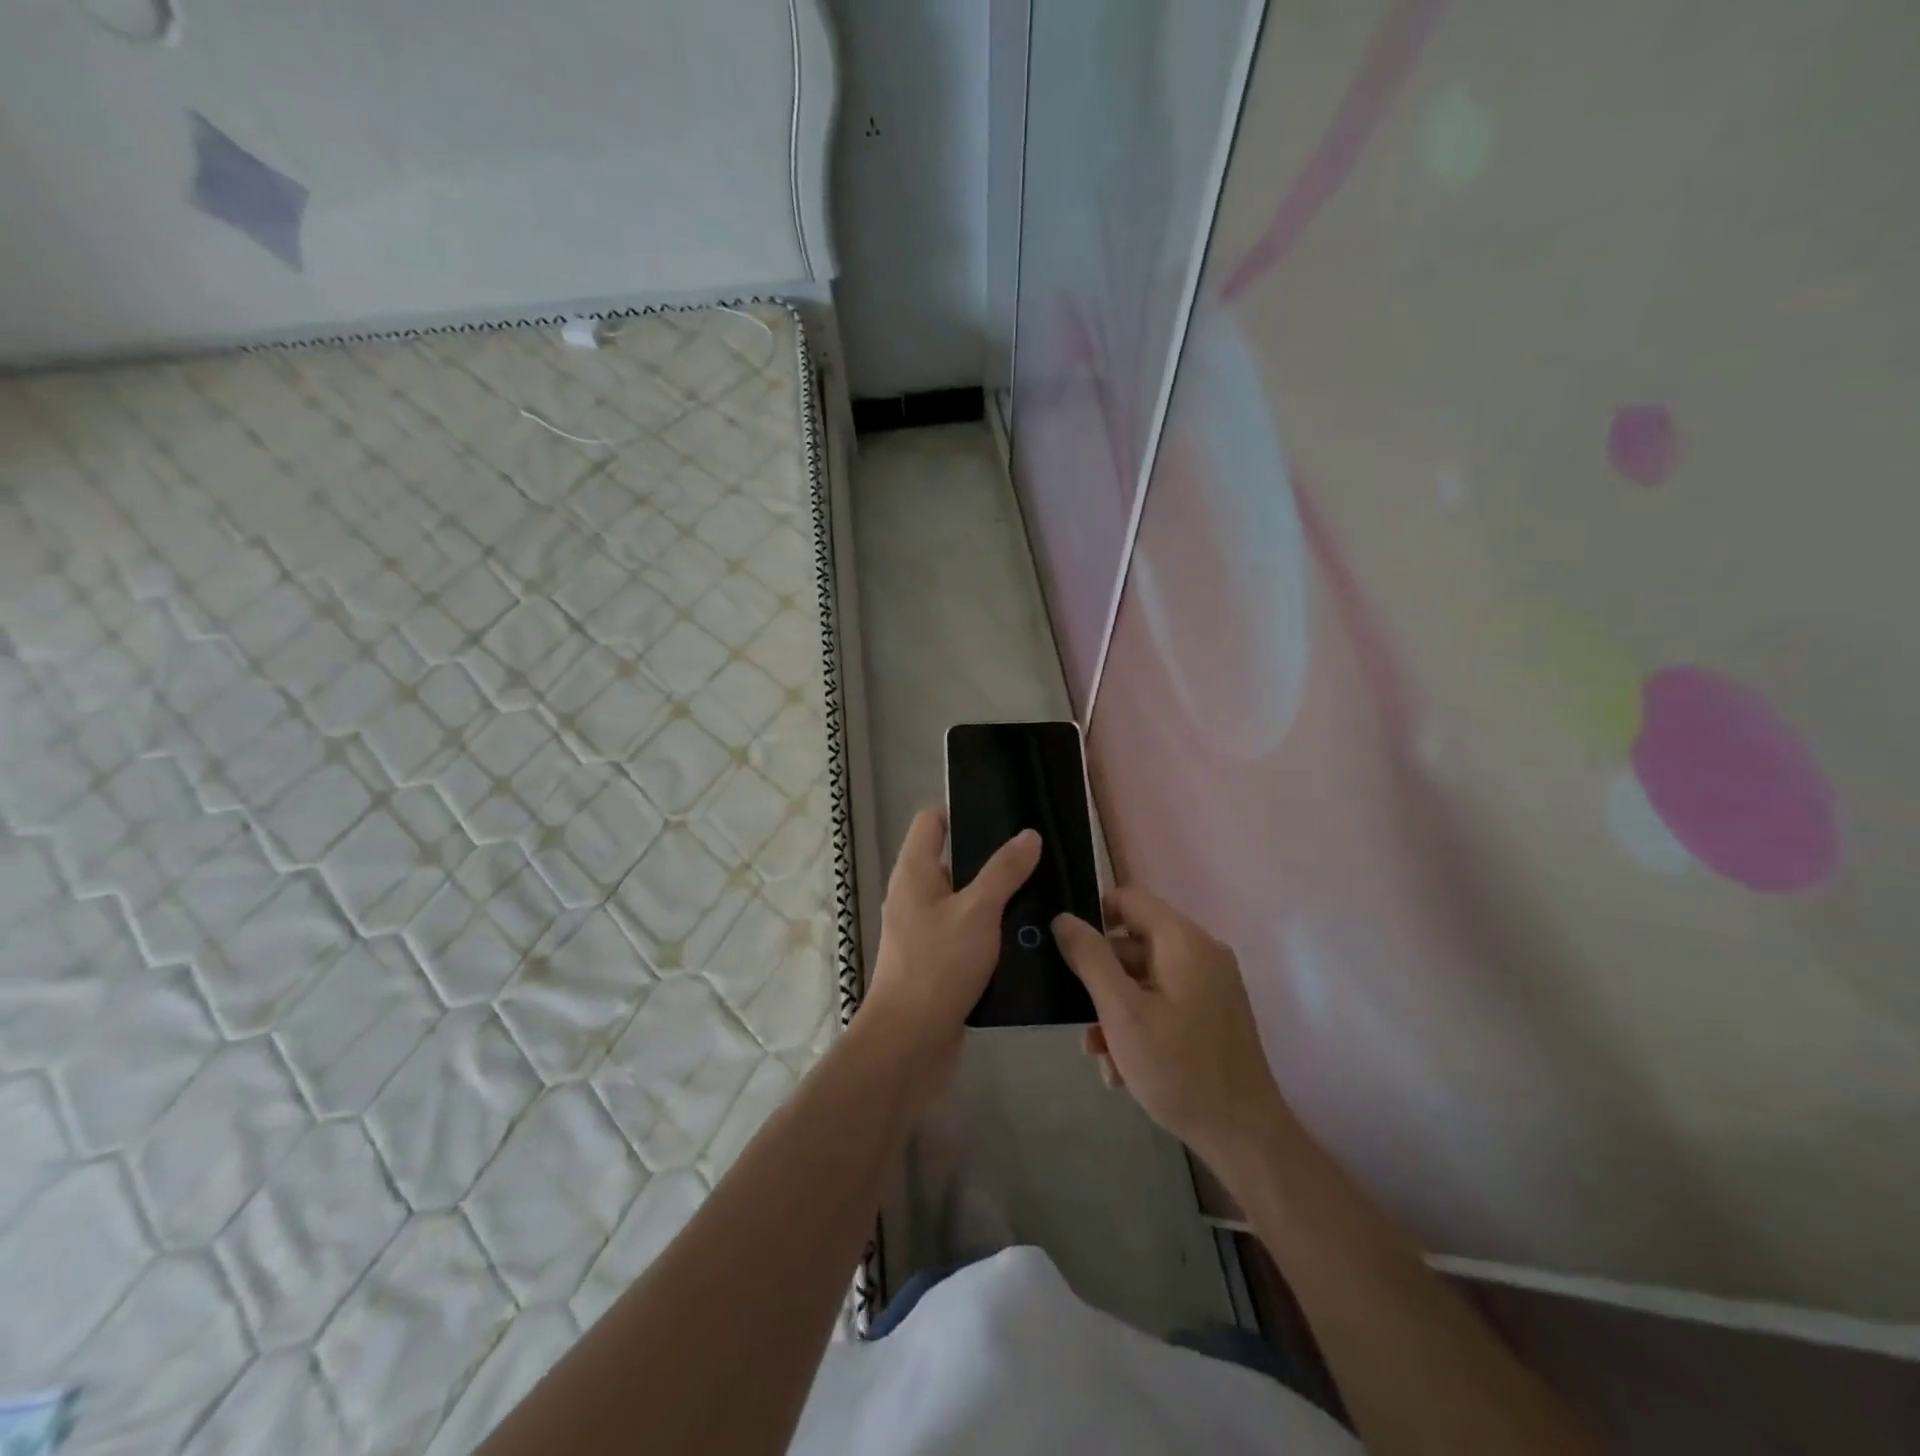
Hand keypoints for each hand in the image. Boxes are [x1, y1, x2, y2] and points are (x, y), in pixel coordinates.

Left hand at [860, 809, 1040, 1097]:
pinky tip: (1027, 937)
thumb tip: (1028, 835)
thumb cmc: (938, 965)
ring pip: (965, 901)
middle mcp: (915, 896)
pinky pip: (968, 934)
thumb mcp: (978, 911)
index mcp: (914, 872)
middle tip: (1037, 857)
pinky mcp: (938, 962)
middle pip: (954, 860)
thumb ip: (1004, 871)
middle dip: (992, 858)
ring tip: (1042, 893)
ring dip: (997, 899)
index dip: (962, 812)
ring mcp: (925, 931)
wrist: (909, 1043)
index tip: (1005, 816)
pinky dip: (992, 932)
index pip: (931, 822)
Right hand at [1053, 887, 1293, 1171]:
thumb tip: (1063, 918)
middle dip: (1102, 980)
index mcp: (1183, 940)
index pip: (1128, 898)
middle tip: (1082, 1020)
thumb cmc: (1178, 1068)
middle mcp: (1201, 951)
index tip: (1069, 953)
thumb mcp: (1121, 1012)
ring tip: (1101, 1055)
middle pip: (1134, 942)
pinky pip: (1165, 1000)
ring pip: (1145, 978)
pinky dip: (1140, 1023)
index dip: (1093, 918)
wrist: (1244, 1136)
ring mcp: (1211, 983)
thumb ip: (1090, 959)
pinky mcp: (1213, 1011)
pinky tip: (1124, 1067)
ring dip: (1116, 1010)